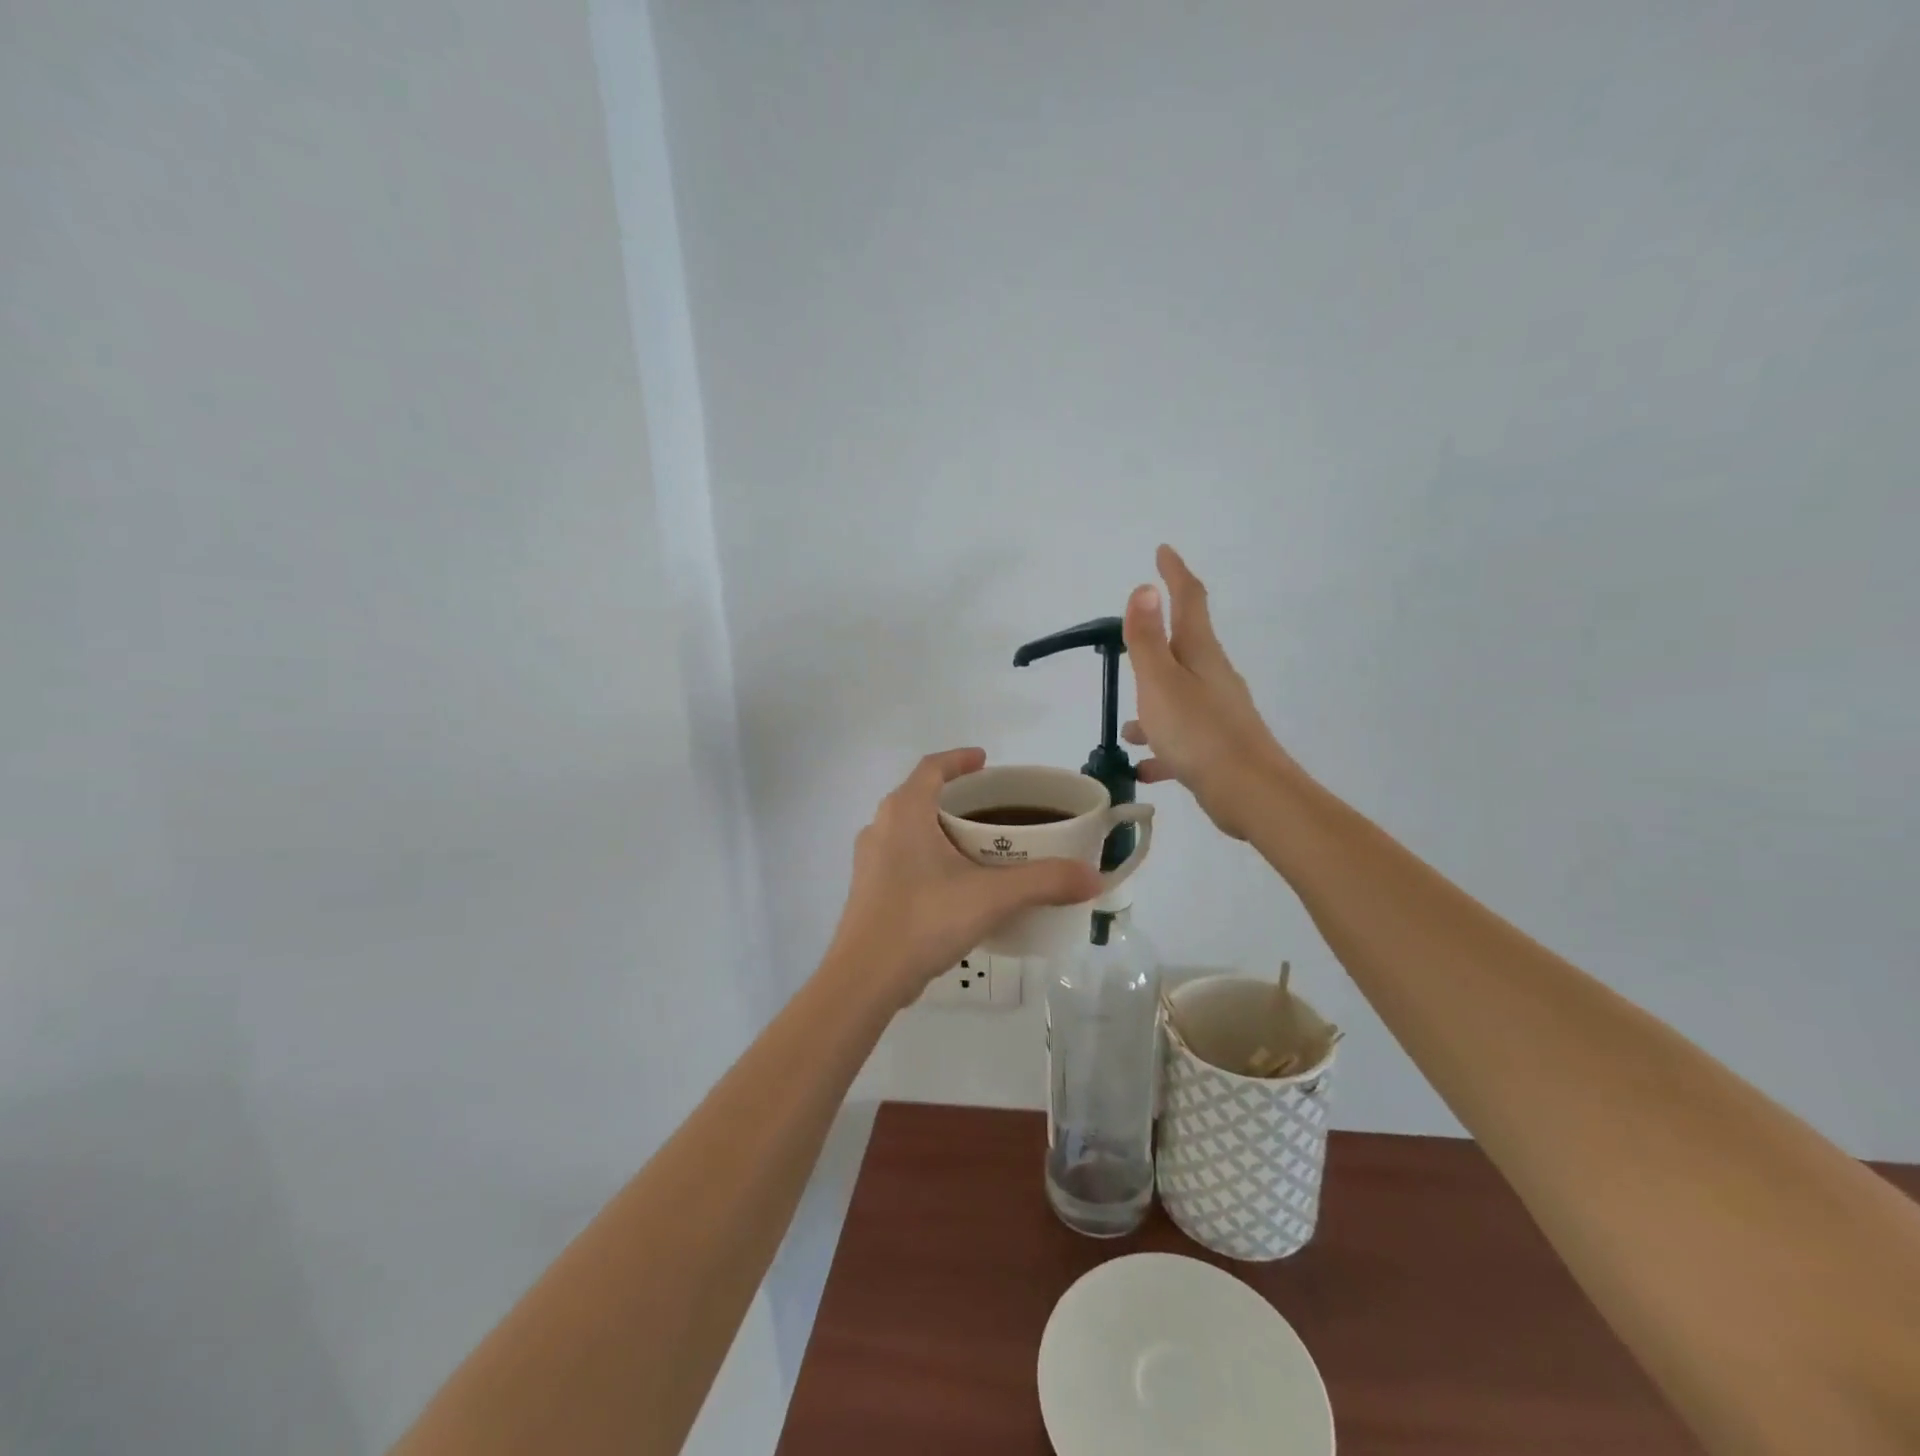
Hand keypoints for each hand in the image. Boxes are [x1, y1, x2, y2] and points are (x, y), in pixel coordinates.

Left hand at [827, 748, 1102, 1005]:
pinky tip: (954, 883)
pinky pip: (903, 857)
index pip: (932, 767)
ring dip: (941, 827)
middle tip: (993, 807)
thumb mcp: (991, 897)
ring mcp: (870, 860)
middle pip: (920, 796)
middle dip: (956, 796)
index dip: (959, 759)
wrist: (865, 978)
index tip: (985, 760)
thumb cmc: (924, 920)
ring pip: (909, 828)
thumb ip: (1044, 882)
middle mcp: (881, 827)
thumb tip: (1093, 877)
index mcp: (905, 812)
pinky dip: (929, 855)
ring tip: (978, 844)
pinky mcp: (869, 890)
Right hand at [1122, 545, 1298, 840]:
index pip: (1189, 600)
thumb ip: (1147, 638)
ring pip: (1177, 698)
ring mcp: (1218, 713)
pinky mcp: (1218, 747)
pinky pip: (1181, 739)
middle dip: (1158, 641)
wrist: (1250, 793)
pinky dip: (1161, 747)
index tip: (1163, 552)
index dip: (1175, 574)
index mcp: (1200, 653)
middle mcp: (1213, 677)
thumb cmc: (1198, 732)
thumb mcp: (1160, 681)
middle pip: (1184, 648)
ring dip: (1152, 705)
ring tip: (1127, 728)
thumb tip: (1145, 588)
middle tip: (1132, 639)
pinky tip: (1144, 768)